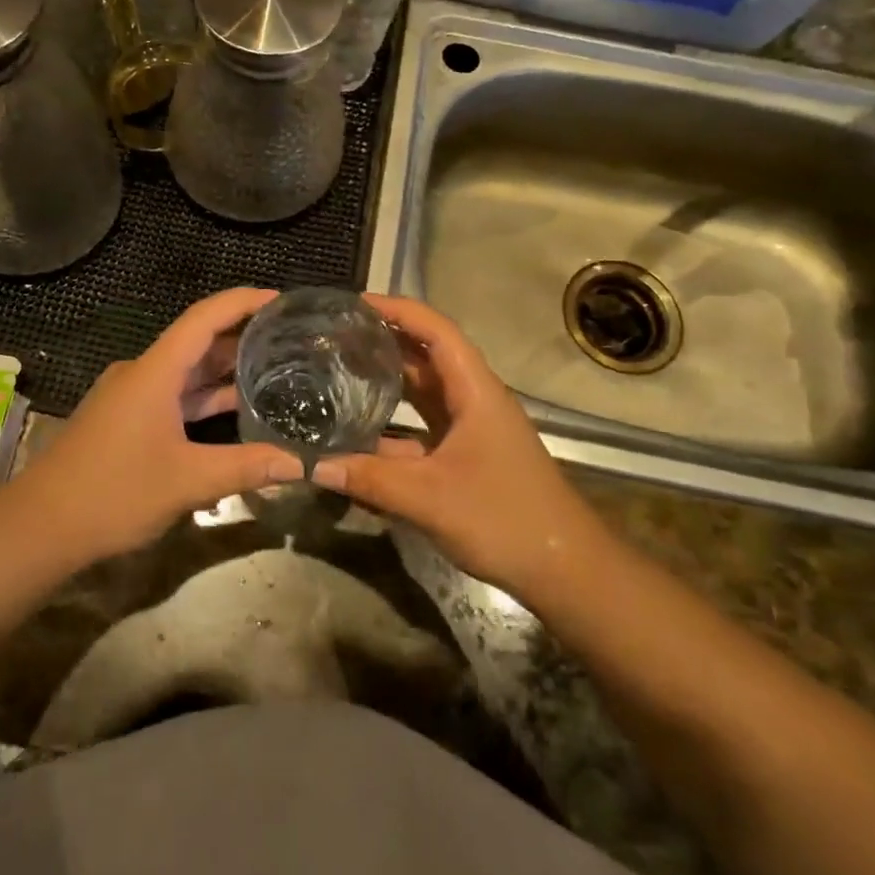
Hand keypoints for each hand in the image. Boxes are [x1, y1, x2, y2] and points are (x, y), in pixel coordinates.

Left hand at [14, 288, 302, 564]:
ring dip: (224, 370)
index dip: (243, 302)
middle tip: (291, 338)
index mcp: (155, 371)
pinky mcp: (126, 420)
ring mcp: (131, 397)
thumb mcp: (188, 481)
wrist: (40, 527)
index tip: (281, 299)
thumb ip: (248, 467)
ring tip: (275, 368)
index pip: (204, 317)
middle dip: (242, 336)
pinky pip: (174, 396)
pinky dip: (204, 397)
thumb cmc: (113, 493)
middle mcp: (142, 373)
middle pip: (197, 341)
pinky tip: (235, 408)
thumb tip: (304, 463)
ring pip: (185, 372)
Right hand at [310, 294, 607, 599]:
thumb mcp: (430, 498)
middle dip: (383, 340)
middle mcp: (473, 399)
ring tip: (339, 369)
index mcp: (475, 391)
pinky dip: (393, 421)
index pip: (435, 330)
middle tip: (334, 336)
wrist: (564, 570)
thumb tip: (310, 465)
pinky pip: (423, 425)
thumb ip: (369, 480)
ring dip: (387, 378)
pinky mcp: (466, 454)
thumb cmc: (505, 519)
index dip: (397, 310)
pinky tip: (359, 431)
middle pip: (426, 355)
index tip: (353, 304)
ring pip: (424, 390)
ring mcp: (471, 428)